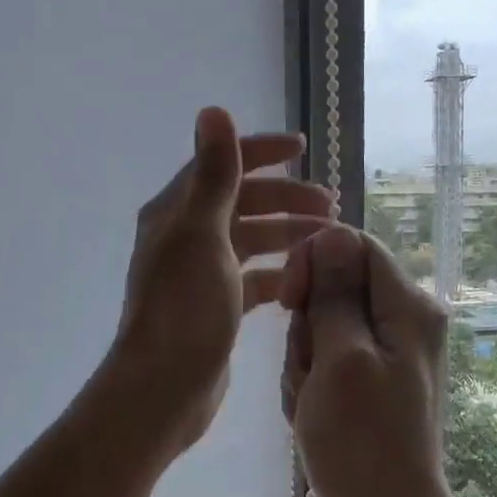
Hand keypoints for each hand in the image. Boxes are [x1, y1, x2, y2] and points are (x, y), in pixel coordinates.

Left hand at [109, 107, 331, 454]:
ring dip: (287, 235)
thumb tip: (213, 110)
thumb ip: (214, 174)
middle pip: (243, 204)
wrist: (165, 386)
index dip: (262, 152)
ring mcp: (201, 275)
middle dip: (286, 199)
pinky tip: (306, 278)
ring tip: (328, 240)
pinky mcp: (217, 308)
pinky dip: (280, 273)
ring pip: (252, 241)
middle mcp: (186, 238)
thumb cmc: (185, 308)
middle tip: (331, 206)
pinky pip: (255, 279)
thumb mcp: (202, 233)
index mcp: (177, 213)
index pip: (223, 167)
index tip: (304, 148)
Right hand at [279, 225, 454, 496]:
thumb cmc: (362, 443)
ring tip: (312, 404)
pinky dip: (311, 385)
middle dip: (308, 327)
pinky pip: (327, 363)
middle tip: (311, 373)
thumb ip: (336, 293)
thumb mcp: (341, 359)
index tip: (290, 302)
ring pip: (323, 328)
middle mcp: (404, 323)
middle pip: (335, 289)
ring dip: (304, 363)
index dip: (314, 263)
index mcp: (409, 307)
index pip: (353, 245)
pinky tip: (313, 417)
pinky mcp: (370, 384)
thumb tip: (333, 233)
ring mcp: (387, 356)